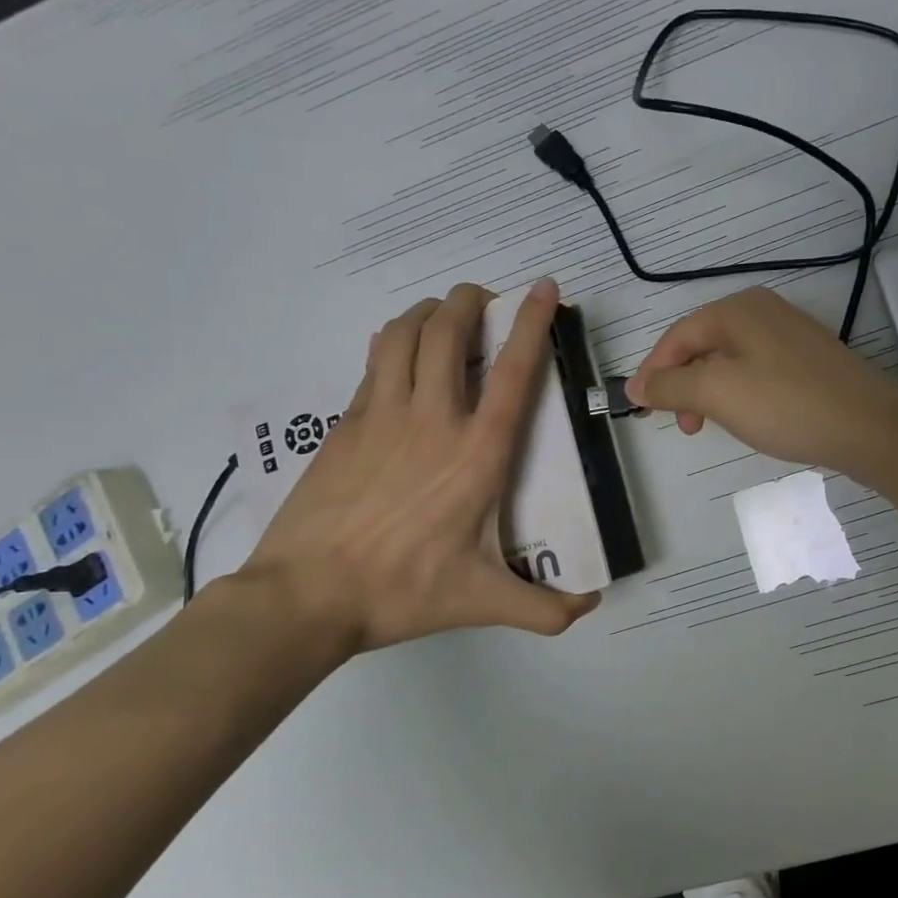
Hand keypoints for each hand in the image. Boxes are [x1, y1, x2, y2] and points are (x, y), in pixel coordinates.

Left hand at [240, 279, 597, 656]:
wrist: (306, 595)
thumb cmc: (403, 591)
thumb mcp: (483, 603)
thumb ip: (545, 609)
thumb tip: (592, 607)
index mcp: (478, 453)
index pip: (512, 372)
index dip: (531, 323)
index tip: (543, 288)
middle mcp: (433, 420)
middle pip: (448, 331)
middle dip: (470, 300)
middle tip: (486, 300)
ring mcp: (382, 416)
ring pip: (403, 334)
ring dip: (428, 312)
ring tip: (443, 315)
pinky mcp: (346, 424)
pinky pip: (374, 362)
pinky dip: (393, 342)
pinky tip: (399, 355)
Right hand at [626, 287, 897, 476]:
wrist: (869, 427)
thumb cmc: (785, 404)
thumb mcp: (717, 393)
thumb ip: (670, 386)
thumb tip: (636, 385)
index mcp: (736, 309)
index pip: (677, 336)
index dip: (653, 371)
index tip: (640, 408)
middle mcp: (762, 311)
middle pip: (702, 346)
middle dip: (683, 385)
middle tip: (682, 425)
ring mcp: (789, 335)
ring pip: (729, 361)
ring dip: (709, 393)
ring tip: (709, 427)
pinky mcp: (808, 360)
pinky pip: (756, 372)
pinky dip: (738, 394)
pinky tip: (746, 419)